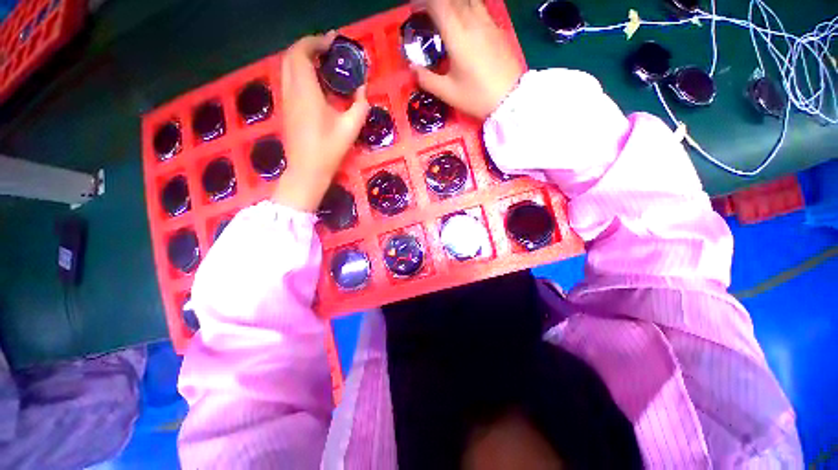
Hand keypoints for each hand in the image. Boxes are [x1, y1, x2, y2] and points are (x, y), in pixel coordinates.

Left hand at [273, 32, 369, 211]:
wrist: (307, 170)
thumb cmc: (329, 150)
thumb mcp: (350, 128)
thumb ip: (360, 105)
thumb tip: (363, 90)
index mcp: (305, 91)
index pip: (302, 53)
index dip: (315, 42)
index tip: (332, 41)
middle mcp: (291, 90)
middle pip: (292, 56)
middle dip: (309, 47)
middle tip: (329, 50)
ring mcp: (286, 99)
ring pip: (288, 68)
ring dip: (303, 59)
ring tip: (324, 63)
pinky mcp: (287, 108)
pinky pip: (289, 80)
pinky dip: (300, 72)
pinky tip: (317, 82)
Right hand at [412, 0, 524, 120]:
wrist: (510, 98)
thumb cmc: (477, 97)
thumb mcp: (448, 93)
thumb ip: (427, 79)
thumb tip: (412, 67)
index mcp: (458, 35)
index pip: (438, 4)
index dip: (424, 1)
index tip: (414, 8)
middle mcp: (473, 21)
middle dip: (436, 2)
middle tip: (427, 13)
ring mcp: (488, 23)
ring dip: (454, 2)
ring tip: (445, 15)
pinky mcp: (497, 28)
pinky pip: (480, 7)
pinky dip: (467, 7)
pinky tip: (464, 21)